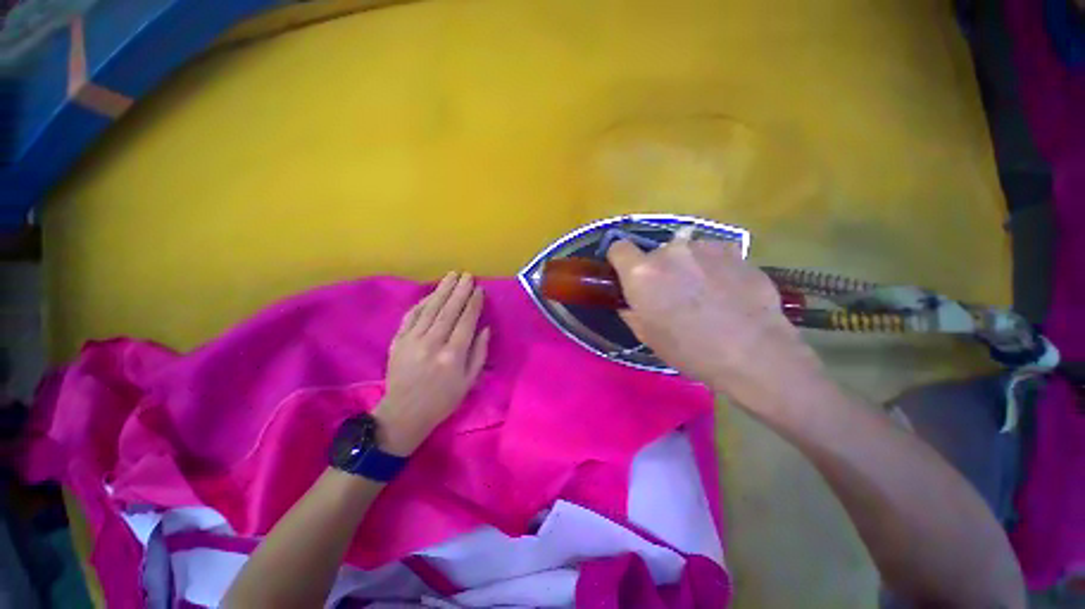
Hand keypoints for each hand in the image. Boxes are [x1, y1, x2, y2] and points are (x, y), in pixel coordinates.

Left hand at [374, 272, 489, 454]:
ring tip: (452, 275)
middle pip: (449, 310)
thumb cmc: (443, 400)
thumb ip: (479, 353)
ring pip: (430, 308)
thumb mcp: (469, 381)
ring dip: (442, 290)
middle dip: (460, 290)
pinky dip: (423, 302)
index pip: (466, 321)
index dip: (474, 303)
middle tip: (467, 275)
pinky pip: (412, 315)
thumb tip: (485, 328)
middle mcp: (433, 343)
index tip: (479, 289)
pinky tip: (432, 293)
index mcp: (453, 355)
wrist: (404, 413)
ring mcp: (412, 340)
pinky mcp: (398, 340)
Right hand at [606, 236, 824, 408]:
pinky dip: (713, 267)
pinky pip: (713, 255)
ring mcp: (704, 247)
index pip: (618, 248)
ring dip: (687, 267)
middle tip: (672, 295)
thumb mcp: (647, 335)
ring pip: (685, 253)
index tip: (628, 275)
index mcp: (642, 273)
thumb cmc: (689, 349)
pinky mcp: (734, 250)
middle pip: (655, 253)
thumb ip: (631, 311)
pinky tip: (727, 291)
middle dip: (659, 270)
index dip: (620, 261)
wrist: (752, 353)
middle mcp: (670, 251)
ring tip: (705, 294)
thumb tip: (630, 302)